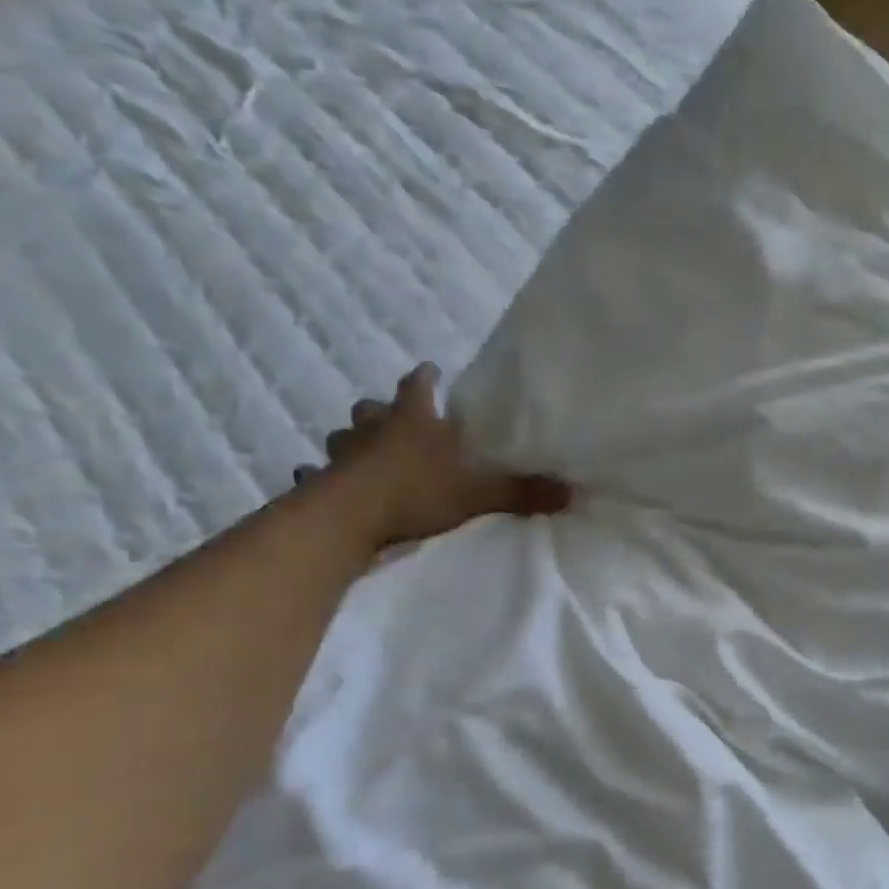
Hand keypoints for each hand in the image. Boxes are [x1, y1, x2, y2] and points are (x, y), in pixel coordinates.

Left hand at [296, 364, 571, 548]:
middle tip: (393, 417)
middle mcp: (374, 429)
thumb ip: (523, 492)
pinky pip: (316, 474)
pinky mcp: (321, 483)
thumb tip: (572, 492)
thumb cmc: (416, 492)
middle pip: (373, 408)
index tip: (431, 370)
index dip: (426, 377)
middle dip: (382, 409)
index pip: (419, 385)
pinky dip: (322, 477)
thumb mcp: (480, 493)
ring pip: (343, 437)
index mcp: (413, 420)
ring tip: (362, 452)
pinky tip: (324, 484)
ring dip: (351, 441)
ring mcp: (343, 455)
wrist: (350, 518)